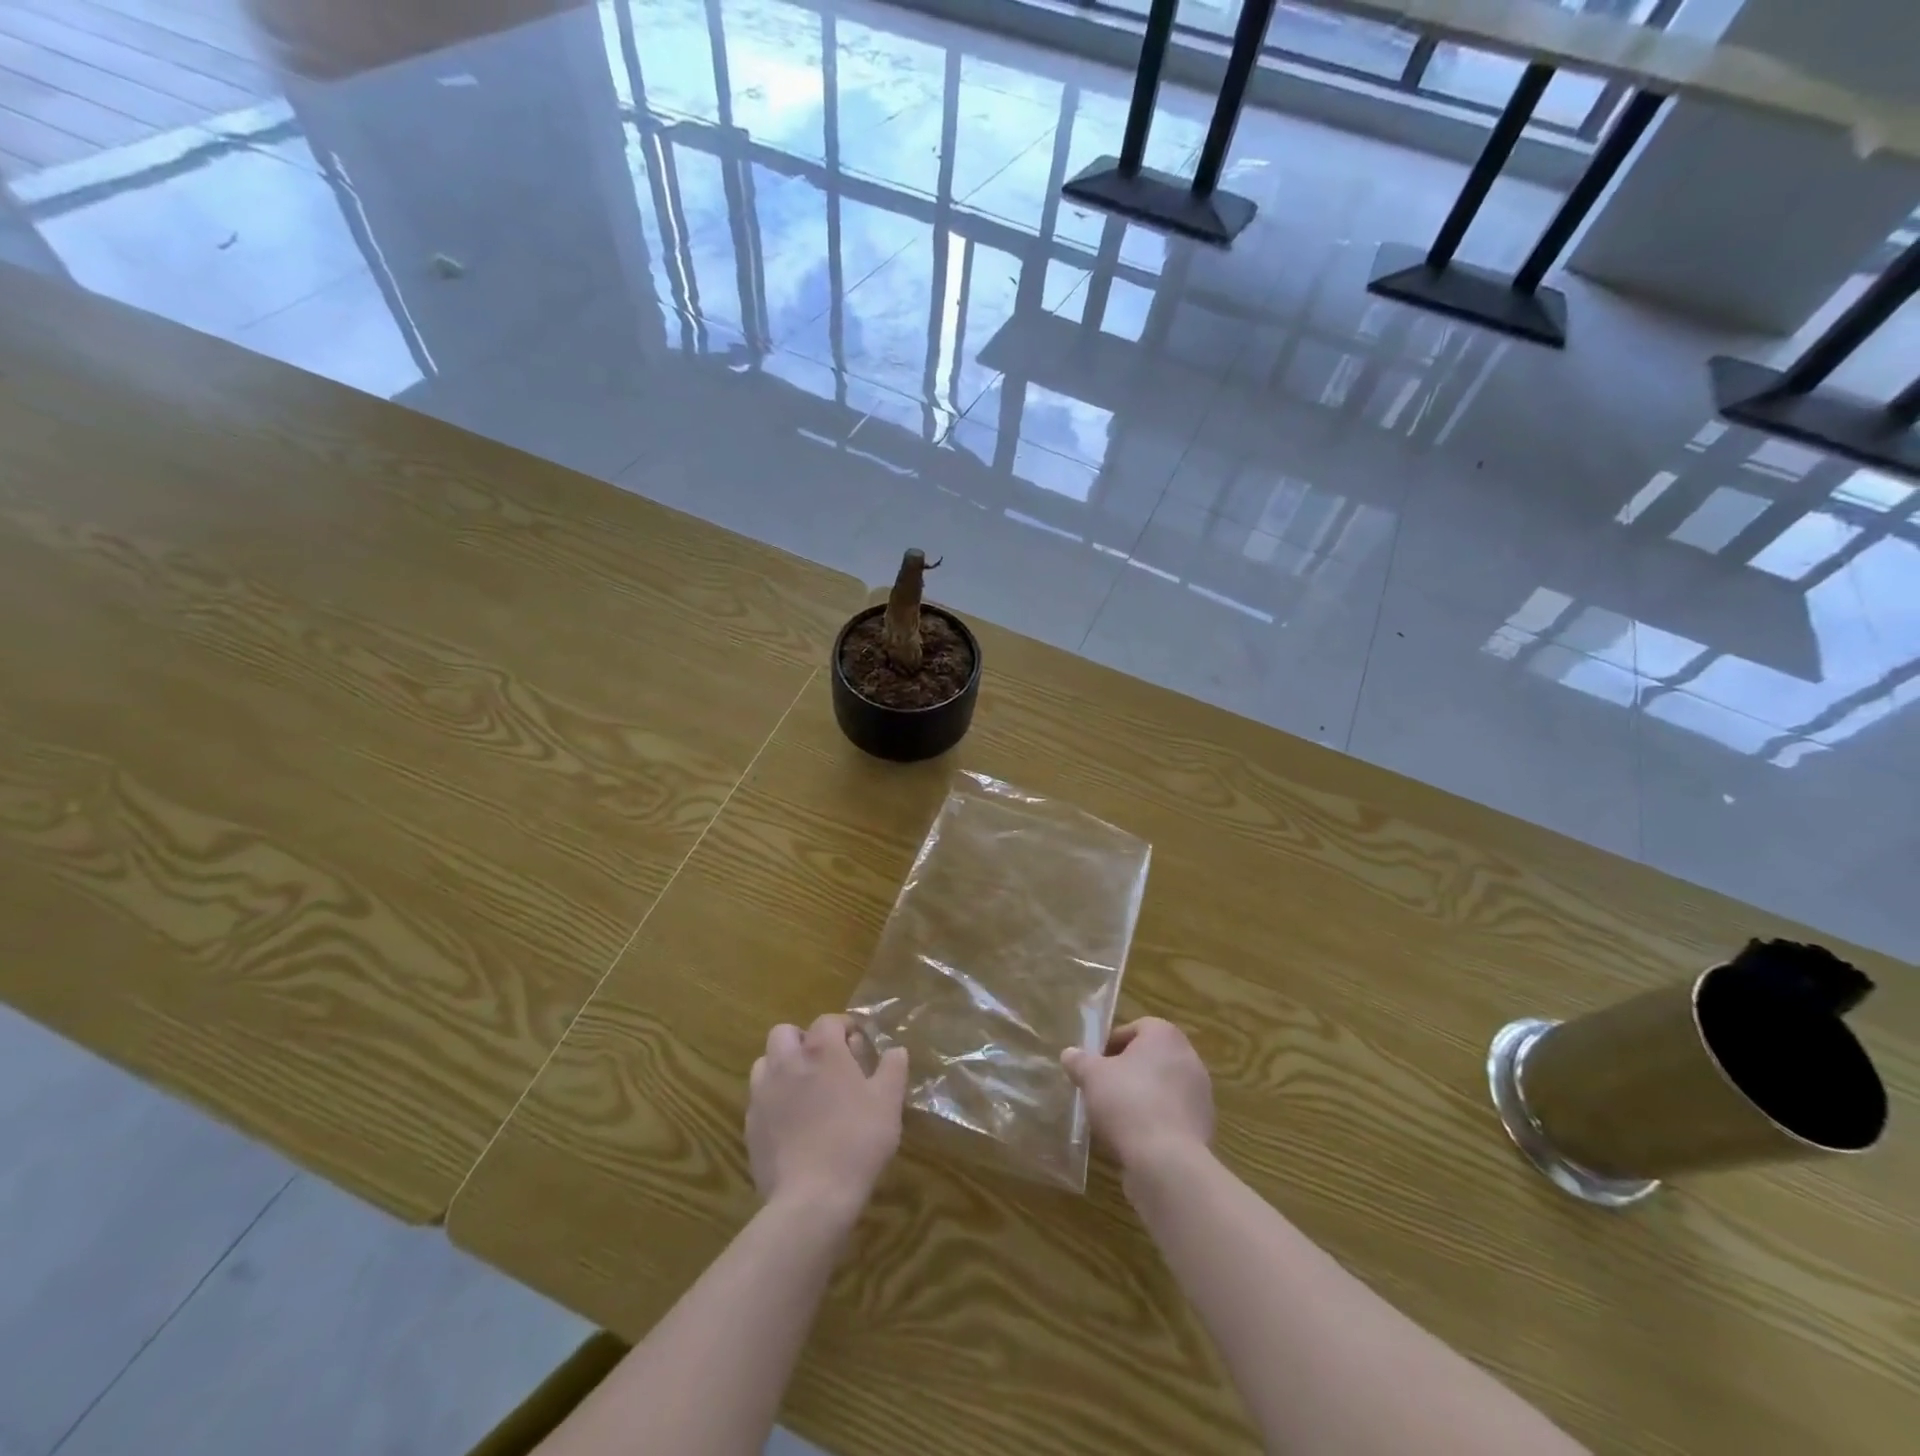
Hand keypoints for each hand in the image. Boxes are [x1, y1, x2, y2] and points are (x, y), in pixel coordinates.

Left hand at [748, 1014, 908, 1219]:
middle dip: (803, 1040)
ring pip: (765, 1062)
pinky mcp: (750, 1124)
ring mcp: (763, 1093)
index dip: (843, 1026)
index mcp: (822, 1052)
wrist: (811, 1198)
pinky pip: (758, 1097)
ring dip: (782, 1066)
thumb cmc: (856, 1142)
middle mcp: (787, 1063)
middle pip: (785, 1033)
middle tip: (824, 1063)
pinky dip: (773, 1099)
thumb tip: (896, 1050)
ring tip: (803, 1089)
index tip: (856, 1043)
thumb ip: (893, 1069)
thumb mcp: (888, 1103)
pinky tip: (791, 1122)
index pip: (827, 1021)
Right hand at [1062, 1018, 1212, 1171]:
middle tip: (1103, 1088)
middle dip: (1127, 1071)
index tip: (1095, 1064)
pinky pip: (1173, 1116)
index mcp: (1165, 1036)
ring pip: (1163, 1088)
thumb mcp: (1092, 1077)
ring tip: (1116, 1118)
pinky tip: (1135, 1139)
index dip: (1112, 1044)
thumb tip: (1070, 1054)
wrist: (1167, 1161)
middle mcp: (1189, 1058)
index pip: (1137, 1028)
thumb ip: (1080, 1061)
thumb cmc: (1127, 1102)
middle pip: (1151, 1058)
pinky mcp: (1203, 1127)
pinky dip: (1156, 1122)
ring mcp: (1201, 1095)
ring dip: (1142, 1097)